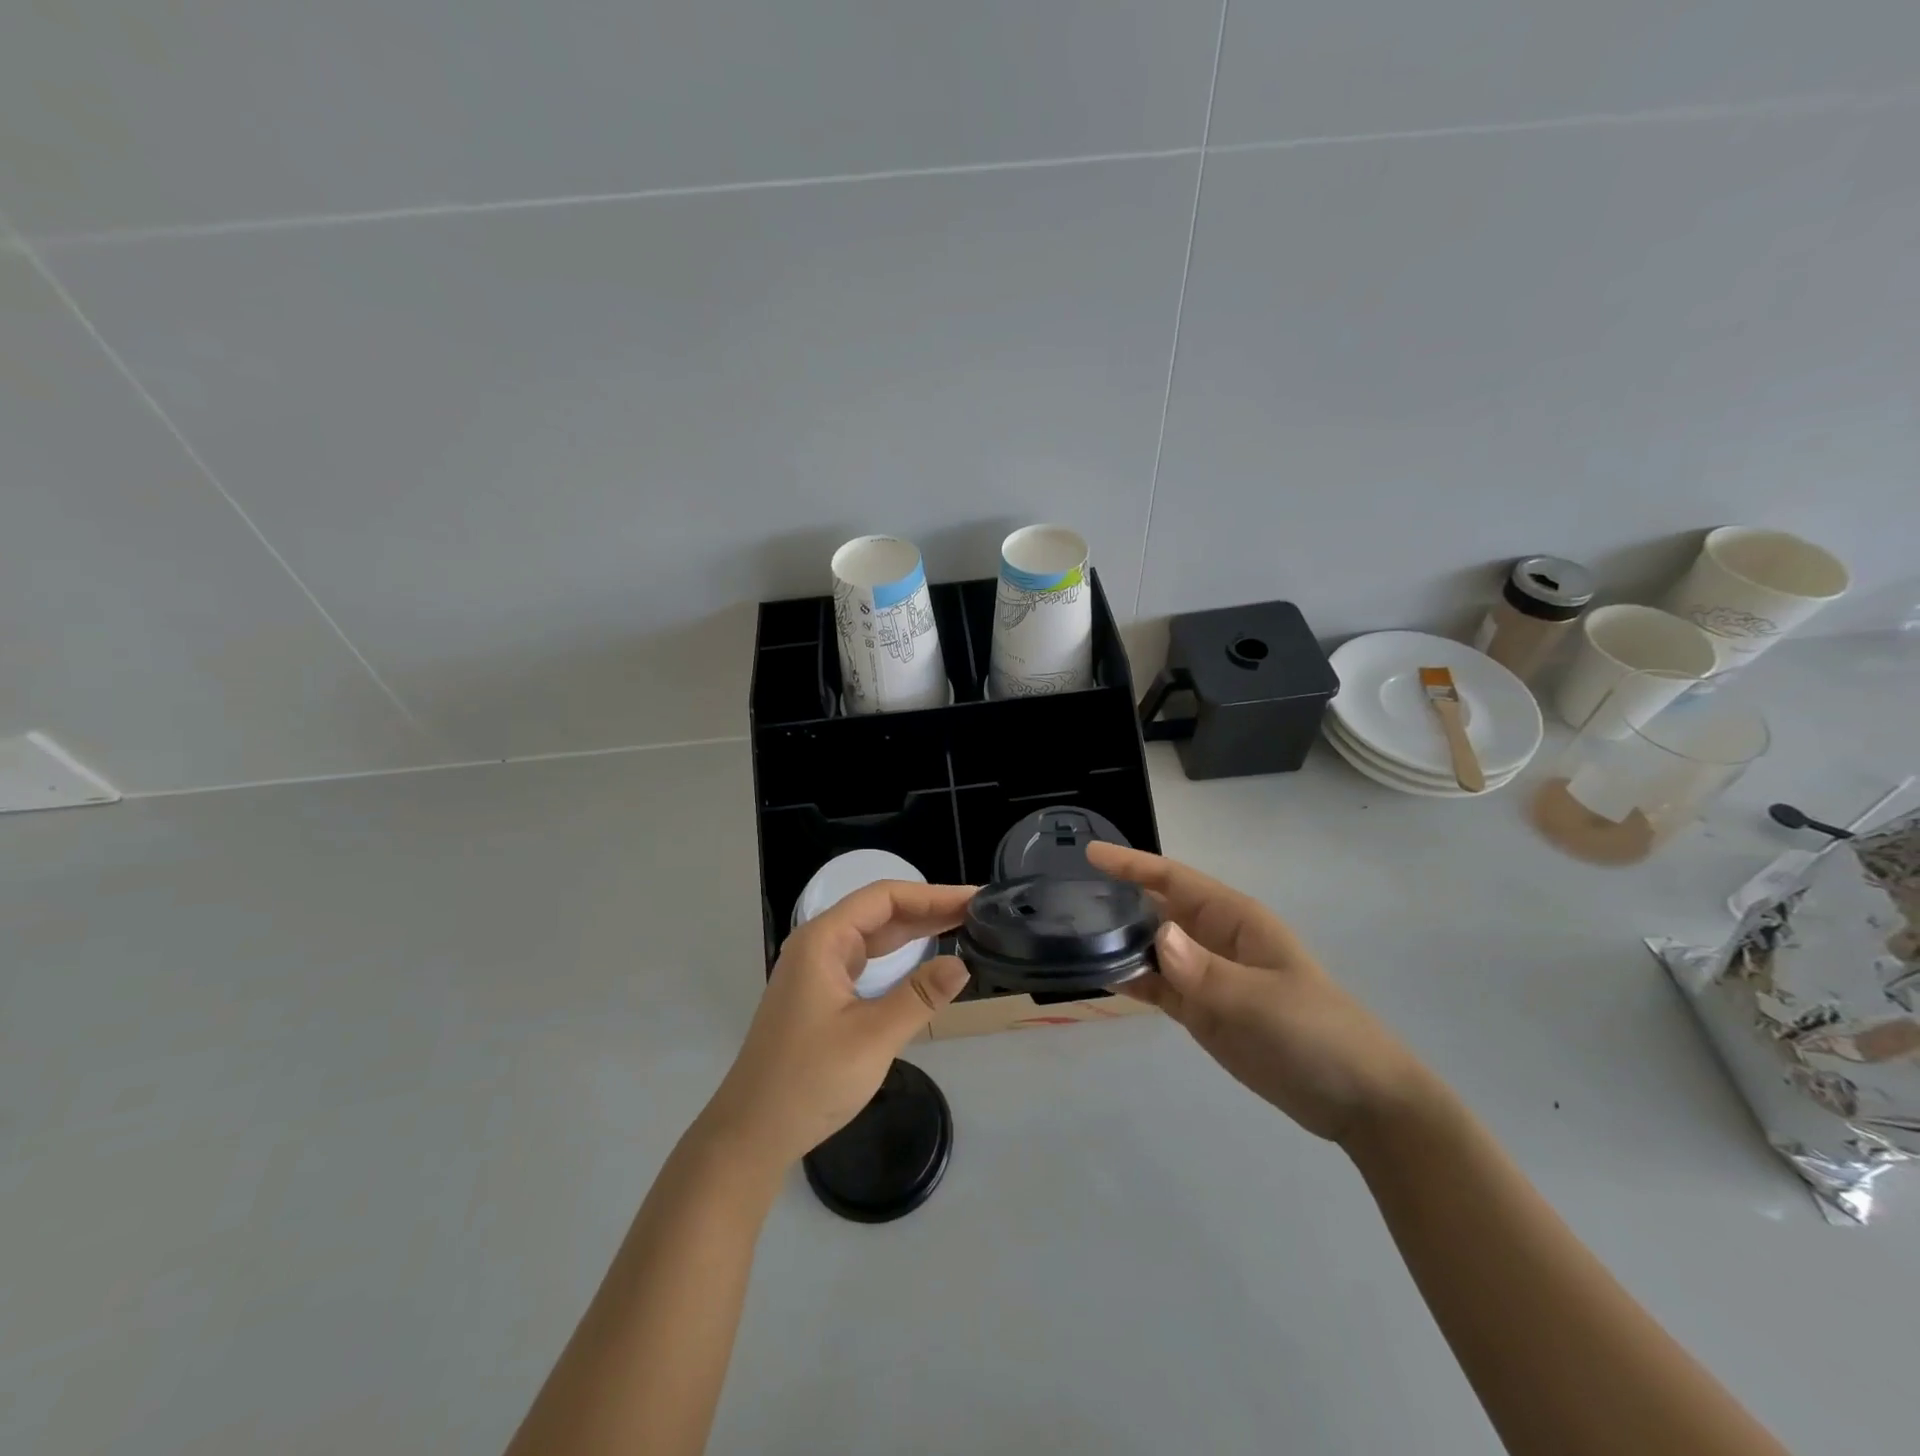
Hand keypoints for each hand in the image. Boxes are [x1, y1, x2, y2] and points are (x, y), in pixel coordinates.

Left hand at [701, 880, 973, 1169]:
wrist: (752, 1133)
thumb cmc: (809, 1081)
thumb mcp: (872, 1037)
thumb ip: (919, 996)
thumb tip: (962, 964)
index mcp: (823, 940)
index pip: (885, 898)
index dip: (933, 894)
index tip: (974, 899)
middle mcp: (819, 945)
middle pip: (881, 912)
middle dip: (929, 909)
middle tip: (980, 912)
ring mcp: (819, 970)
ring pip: (875, 935)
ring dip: (917, 930)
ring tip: (964, 925)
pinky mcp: (823, 994)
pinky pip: (868, 960)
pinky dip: (901, 955)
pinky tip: (926, 958)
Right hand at [1086, 842, 1432, 1144]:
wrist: (1356, 1100)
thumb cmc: (1317, 1034)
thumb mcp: (1264, 1001)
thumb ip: (1207, 972)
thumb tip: (1156, 935)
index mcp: (1235, 920)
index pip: (1174, 880)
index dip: (1133, 864)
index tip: (1091, 853)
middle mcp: (1215, 939)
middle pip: (1157, 907)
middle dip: (1118, 897)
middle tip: (1066, 895)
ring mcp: (1207, 976)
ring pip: (1152, 947)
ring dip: (1119, 940)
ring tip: (1073, 934)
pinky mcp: (1202, 1010)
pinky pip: (1158, 986)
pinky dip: (1132, 980)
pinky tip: (1102, 976)